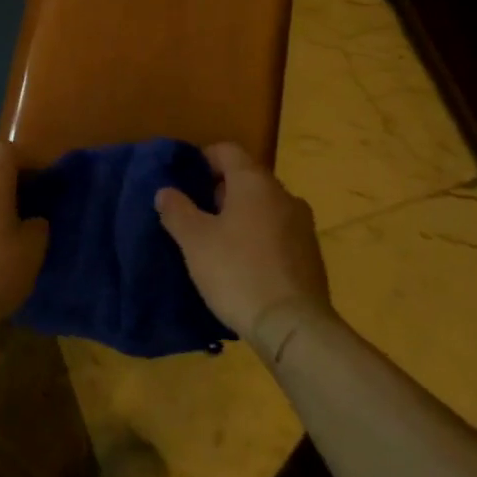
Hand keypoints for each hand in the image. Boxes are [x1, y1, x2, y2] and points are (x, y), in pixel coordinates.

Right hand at [156, 143, 333, 346]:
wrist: (293, 326)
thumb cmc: (237, 272)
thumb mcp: (194, 241)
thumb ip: (177, 210)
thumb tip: (166, 191)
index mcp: (255, 182)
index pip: (228, 150)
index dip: (203, 159)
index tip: (184, 180)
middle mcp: (284, 195)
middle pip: (247, 178)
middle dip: (219, 191)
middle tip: (194, 215)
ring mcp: (303, 225)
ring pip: (264, 207)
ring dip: (240, 216)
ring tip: (216, 242)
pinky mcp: (311, 254)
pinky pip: (277, 232)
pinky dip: (258, 237)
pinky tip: (242, 264)